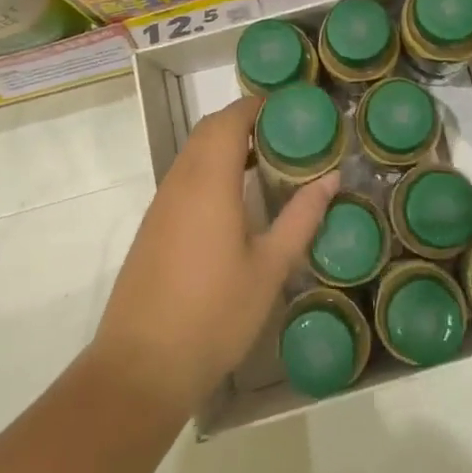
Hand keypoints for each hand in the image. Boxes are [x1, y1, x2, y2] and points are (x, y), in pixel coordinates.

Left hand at [91, 96, 338, 419]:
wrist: (141, 367)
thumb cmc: (213, 315)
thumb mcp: (269, 268)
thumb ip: (301, 218)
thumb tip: (330, 178)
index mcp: (209, 180)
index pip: (231, 119)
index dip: (258, 105)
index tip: (291, 109)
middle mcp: (181, 180)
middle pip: (210, 128)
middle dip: (245, 120)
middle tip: (285, 133)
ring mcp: (162, 202)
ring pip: (193, 151)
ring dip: (226, 142)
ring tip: (266, 160)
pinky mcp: (153, 224)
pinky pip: (184, 175)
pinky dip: (210, 166)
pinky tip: (234, 197)